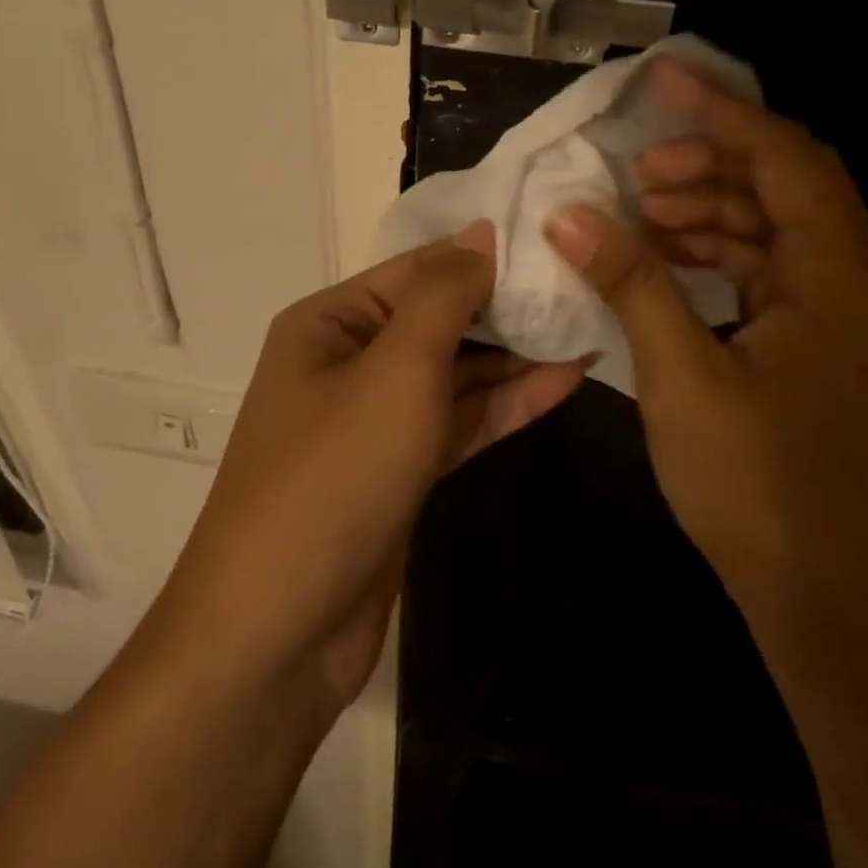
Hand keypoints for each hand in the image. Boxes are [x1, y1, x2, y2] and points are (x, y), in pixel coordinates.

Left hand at [161, 224, 586, 711]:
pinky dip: (507, 403)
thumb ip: (443, 297)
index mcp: (331, 322)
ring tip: (589, 325)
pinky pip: (460, 421)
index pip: (418, 268)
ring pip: (456, 372)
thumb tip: (481, 232)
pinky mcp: (401, 471)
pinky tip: (566, 380)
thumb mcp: (394, 370)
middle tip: (585, 284)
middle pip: (440, 318)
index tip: (554, 239)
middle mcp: (350, 360)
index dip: (484, 253)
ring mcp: (377, 420)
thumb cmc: (332, 476)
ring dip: (517, 355)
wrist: (278, 634)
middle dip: (507, 305)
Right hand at [543, 60, 867, 650]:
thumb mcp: (683, 378)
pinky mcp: (829, 356)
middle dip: (710, 164)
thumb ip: (631, 283)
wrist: (840, 616)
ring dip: (713, 214)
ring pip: (779, 234)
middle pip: (787, 187)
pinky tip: (671, 268)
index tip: (661, 80)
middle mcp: (858, 287)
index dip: (720, 111)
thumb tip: (570, 215)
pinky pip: (776, 279)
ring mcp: (849, 325)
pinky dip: (723, 261)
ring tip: (643, 217)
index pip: (785, 158)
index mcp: (840, 279)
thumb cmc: (763, 492)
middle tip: (637, 173)